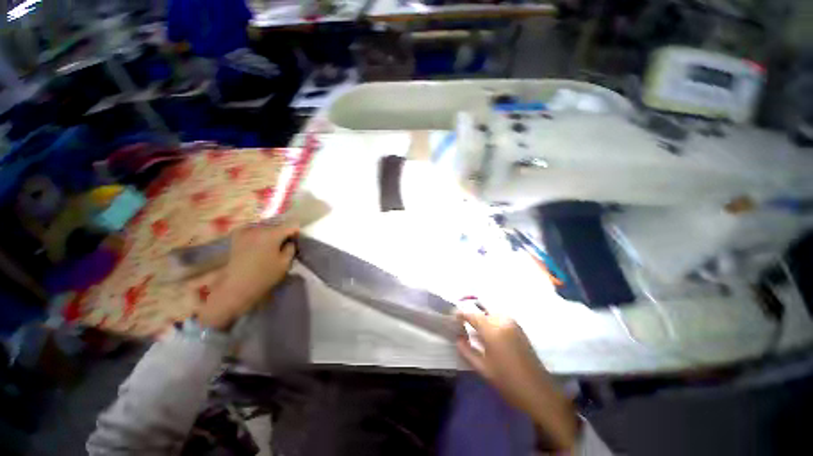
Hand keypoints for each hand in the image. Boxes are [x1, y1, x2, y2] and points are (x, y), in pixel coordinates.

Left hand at [197, 224, 298, 329]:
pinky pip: (254, 229)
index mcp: (272, 233)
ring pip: (266, 226)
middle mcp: (258, 228)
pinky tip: (260, 243)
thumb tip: (290, 241)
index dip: (296, 232)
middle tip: (286, 243)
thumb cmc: (264, 276)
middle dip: (284, 232)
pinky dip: (260, 234)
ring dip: (272, 233)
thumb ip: (291, 248)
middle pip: (278, 224)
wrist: (236, 286)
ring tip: (273, 244)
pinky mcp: (237, 236)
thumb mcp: (285, 263)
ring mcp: (246, 231)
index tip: (297, 241)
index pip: (291, 225)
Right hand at [456, 311, 577, 450]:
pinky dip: (491, 321)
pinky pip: (500, 318)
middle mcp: (502, 322)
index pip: (471, 315)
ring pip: (491, 314)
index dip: (460, 314)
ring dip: (482, 319)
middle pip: (481, 312)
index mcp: (492, 331)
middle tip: (463, 326)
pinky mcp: (519, 328)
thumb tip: (458, 338)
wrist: (539, 391)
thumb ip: (467, 351)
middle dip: (471, 317)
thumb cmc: (508, 382)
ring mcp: (513, 323)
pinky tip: (490, 334)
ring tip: (475, 331)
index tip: (453, 317)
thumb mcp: (483, 369)